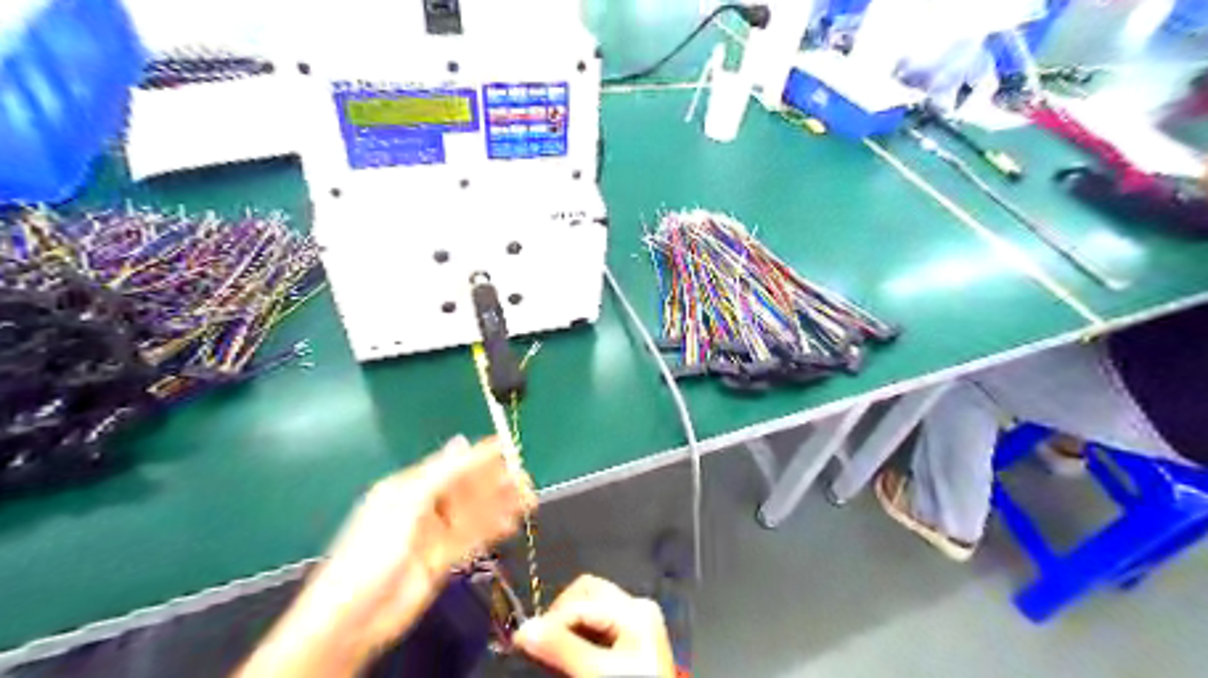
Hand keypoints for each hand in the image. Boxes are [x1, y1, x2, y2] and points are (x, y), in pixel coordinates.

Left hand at [239, 438, 528, 675]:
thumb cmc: (373, 552)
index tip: (509, 449)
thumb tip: (462, 441)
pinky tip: (511, 523)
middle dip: (495, 482)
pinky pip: (471, 537)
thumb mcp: (405, 505)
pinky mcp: (442, 559)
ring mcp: (433, 534)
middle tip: (526, 480)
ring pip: (473, 513)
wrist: (352, 619)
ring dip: (499, 505)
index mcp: (409, 487)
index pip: (451, 465)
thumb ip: (439, 474)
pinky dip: (492, 529)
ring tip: (528, 499)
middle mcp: (423, 506)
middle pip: (466, 489)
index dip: (480, 457)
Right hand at [511, 574, 675, 674]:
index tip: (522, 643)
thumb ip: (560, 649)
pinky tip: (570, 656)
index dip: (549, 621)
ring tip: (552, 653)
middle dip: (560, 616)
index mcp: (634, 609)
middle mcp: (638, 607)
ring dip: (568, 626)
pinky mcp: (635, 640)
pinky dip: (581, 636)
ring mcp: (638, 622)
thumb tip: (523, 630)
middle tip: (540, 645)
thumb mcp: (595, 673)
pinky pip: (600, 624)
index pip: (579, 602)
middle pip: (587, 594)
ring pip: (591, 608)